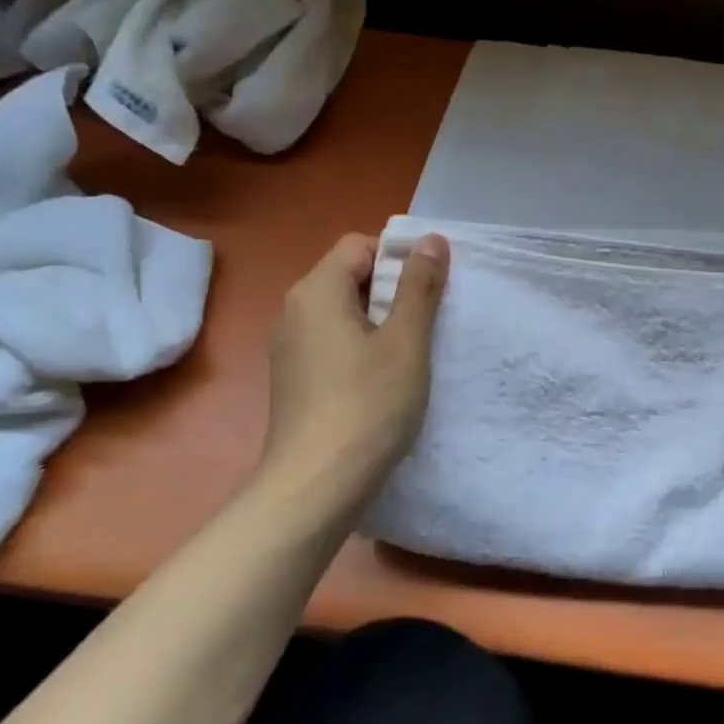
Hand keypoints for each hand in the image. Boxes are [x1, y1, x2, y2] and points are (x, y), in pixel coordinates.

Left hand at [259, 231, 448, 497]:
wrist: (317, 483)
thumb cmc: (368, 403)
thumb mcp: (406, 341)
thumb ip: (419, 287)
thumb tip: (430, 239)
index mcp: (316, 291)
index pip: (359, 245)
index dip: (399, 256)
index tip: (433, 287)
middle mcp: (295, 311)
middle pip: (350, 277)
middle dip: (394, 289)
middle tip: (431, 319)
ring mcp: (290, 347)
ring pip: (344, 313)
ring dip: (381, 321)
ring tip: (414, 351)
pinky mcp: (295, 379)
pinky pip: (334, 343)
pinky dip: (363, 347)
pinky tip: (387, 379)